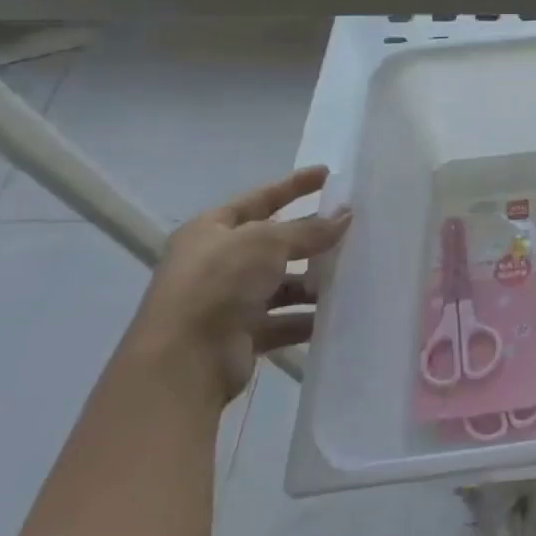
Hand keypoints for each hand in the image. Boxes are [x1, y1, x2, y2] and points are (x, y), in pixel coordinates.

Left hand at [124, 167, 350, 404]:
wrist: (183, 361)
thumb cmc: (219, 283)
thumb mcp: (267, 242)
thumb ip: (308, 229)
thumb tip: (345, 215)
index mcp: (210, 231)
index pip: (259, 199)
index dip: (293, 186)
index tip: (327, 174)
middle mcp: (216, 263)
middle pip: (273, 244)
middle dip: (310, 239)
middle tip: (352, 230)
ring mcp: (227, 301)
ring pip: (280, 284)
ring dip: (312, 283)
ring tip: (352, 275)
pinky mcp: (240, 336)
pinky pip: (282, 321)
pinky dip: (306, 318)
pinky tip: (337, 314)